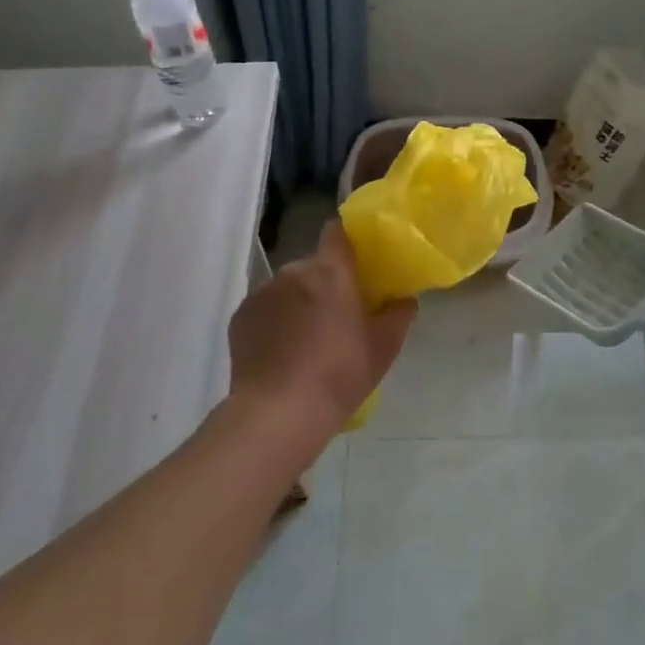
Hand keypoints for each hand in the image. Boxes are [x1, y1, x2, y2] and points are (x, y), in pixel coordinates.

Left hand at [229, 222, 417, 437]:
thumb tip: (403, 299)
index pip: (336, 232)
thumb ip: (399, 314)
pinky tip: (283, 352)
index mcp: (330, 272)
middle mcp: (292, 273)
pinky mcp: (240, 317)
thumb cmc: (340, 375)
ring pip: (288, 287)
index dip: (347, 241)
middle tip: (339, 315)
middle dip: (325, 282)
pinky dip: (275, 321)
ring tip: (307, 340)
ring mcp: (262, 294)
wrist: (279, 413)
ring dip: (299, 302)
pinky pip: (265, 308)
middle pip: (313, 265)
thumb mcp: (384, 348)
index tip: (358, 262)